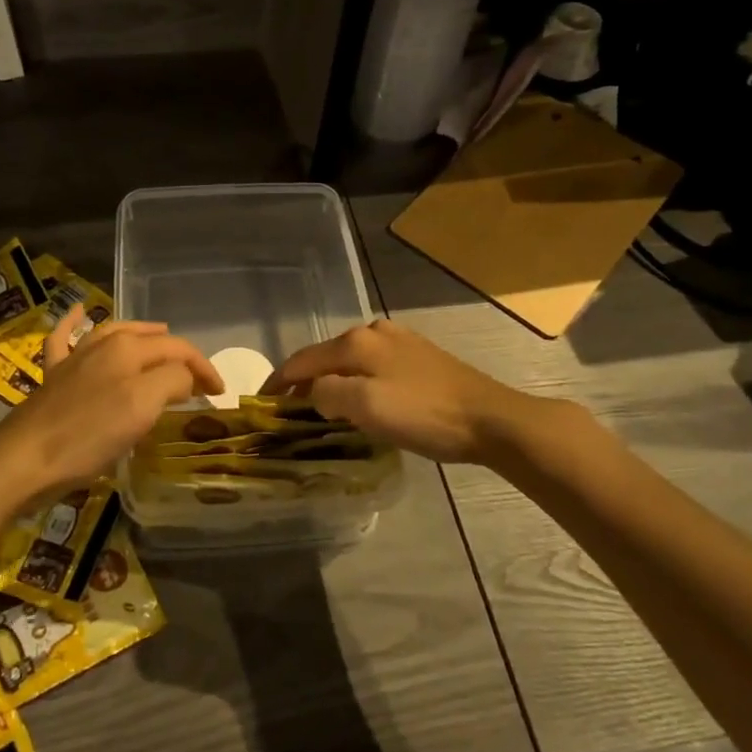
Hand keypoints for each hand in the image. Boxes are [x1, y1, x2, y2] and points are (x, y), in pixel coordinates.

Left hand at [0, 306, 222, 505]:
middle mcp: (101, 345)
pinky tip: (78, 313)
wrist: (23, 460)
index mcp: (127, 348)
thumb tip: (184, 377)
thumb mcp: (143, 406)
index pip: (178, 349)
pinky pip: (64, 339)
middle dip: (178, 353)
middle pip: (149, 340)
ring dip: (140, 332)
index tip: (220, 395)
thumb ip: (172, 380)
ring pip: (112, 333)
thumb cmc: (88, 435)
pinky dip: (72, 324)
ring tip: (159, 332)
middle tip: (198, 376)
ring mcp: (74, 359)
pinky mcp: (53, 378)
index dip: (204, 368)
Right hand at [263, 318, 580, 464]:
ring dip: (331, 381)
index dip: (278, 381)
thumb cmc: (424, 415)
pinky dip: (356, 381)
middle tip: (290, 410)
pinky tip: (362, 399)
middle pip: (326, 357)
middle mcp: (374, 332)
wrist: (490, 419)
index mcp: (356, 342)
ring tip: (322, 407)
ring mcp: (400, 341)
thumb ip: (328, 394)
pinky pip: (373, 366)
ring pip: (350, 360)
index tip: (261, 403)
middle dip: (304, 381)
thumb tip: (314, 393)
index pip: (303, 360)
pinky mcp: (420, 356)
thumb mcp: (366, 408)